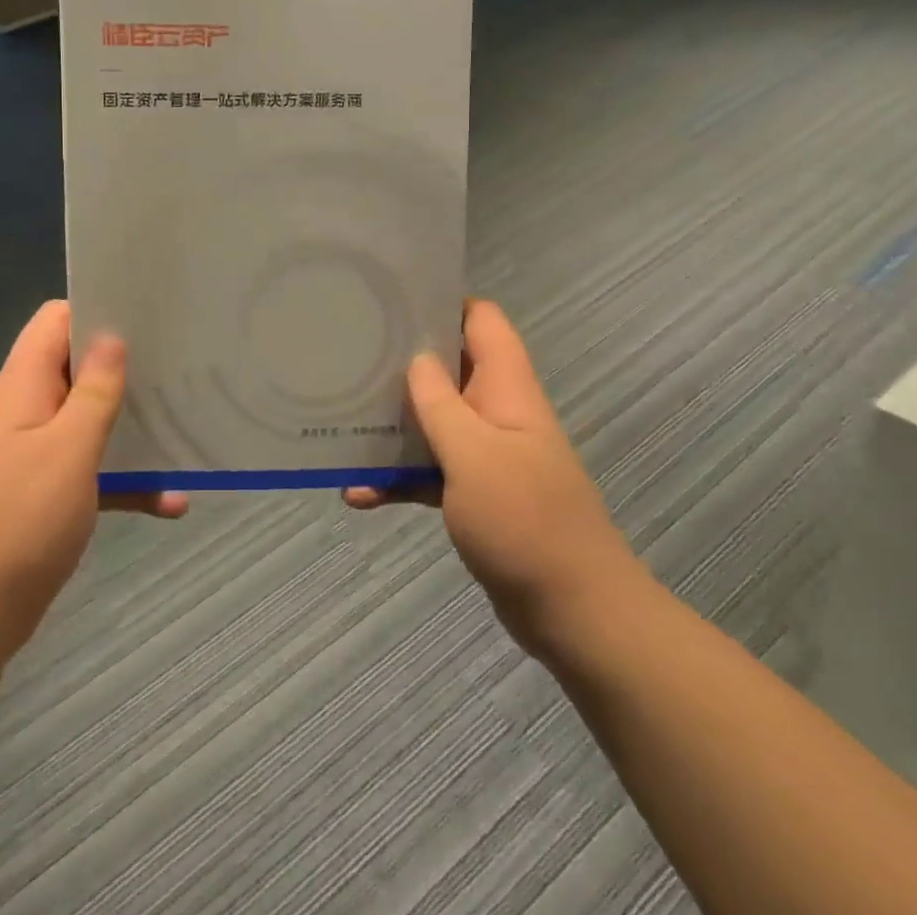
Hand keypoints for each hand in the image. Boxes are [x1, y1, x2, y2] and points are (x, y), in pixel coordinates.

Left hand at [0, 300, 186, 675]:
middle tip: (179, 366)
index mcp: (24, 384)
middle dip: (128, 367)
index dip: (97, 309)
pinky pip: (96, 469)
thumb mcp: (68, 450)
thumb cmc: (19, 522)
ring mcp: (38, 450)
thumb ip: (95, 392)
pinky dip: (128, 479)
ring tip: (185, 424)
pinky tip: (174, 502)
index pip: (56, 320)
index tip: (147, 316)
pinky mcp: (49, 489)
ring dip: (134, 426)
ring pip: (93, 419)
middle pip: (81, 366)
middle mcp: (29, 408)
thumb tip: (113, 336)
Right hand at [345, 300, 646, 661]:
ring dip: (393, 425)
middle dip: (401, 362)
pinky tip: (357, 493)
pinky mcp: (474, 493)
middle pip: (448, 367)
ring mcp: (486, 453)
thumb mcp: (473, 455)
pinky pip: (429, 471)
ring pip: (433, 420)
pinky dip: (398, 478)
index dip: (442, 302)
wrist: (575, 614)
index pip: (481, 320)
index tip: (391, 302)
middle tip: (350, 355)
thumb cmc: (525, 522)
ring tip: (342, 421)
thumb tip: (416, 358)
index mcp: (506, 388)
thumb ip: (440, 403)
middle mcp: (496, 411)